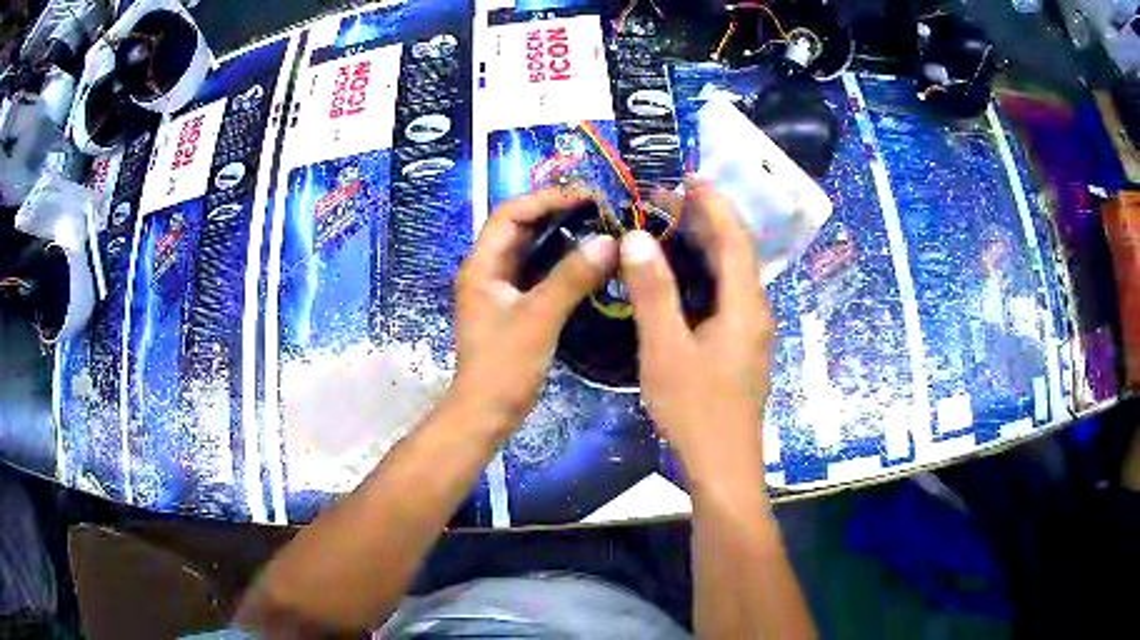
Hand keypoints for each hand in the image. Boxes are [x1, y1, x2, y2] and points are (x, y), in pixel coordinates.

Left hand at [453, 188, 617, 433]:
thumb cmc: (504, 366)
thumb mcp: (539, 318)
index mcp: (482, 265)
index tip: (587, 197)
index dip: (546, 198)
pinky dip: (564, 262)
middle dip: (558, 213)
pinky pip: (541, 272)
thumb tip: (610, 241)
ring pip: (533, 250)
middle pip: (521, 227)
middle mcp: (489, 269)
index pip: (510, 213)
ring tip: (601, 227)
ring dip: (563, 236)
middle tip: (601, 209)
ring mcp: (502, 289)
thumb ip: (572, 278)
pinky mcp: (516, 306)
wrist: (487, 413)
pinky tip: (591, 261)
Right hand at [621, 181, 774, 484]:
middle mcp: (755, 310)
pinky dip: (702, 274)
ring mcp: (750, 330)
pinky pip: (724, 295)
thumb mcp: (665, 349)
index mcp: (745, 305)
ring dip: (702, 246)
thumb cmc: (695, 410)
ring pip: (730, 274)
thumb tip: (636, 238)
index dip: (713, 203)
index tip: (687, 176)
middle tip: (662, 200)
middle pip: (735, 252)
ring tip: (666, 227)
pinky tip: (677, 276)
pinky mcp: (740, 346)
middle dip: (704, 220)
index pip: (734, 238)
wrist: (723, 465)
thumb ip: (654, 292)